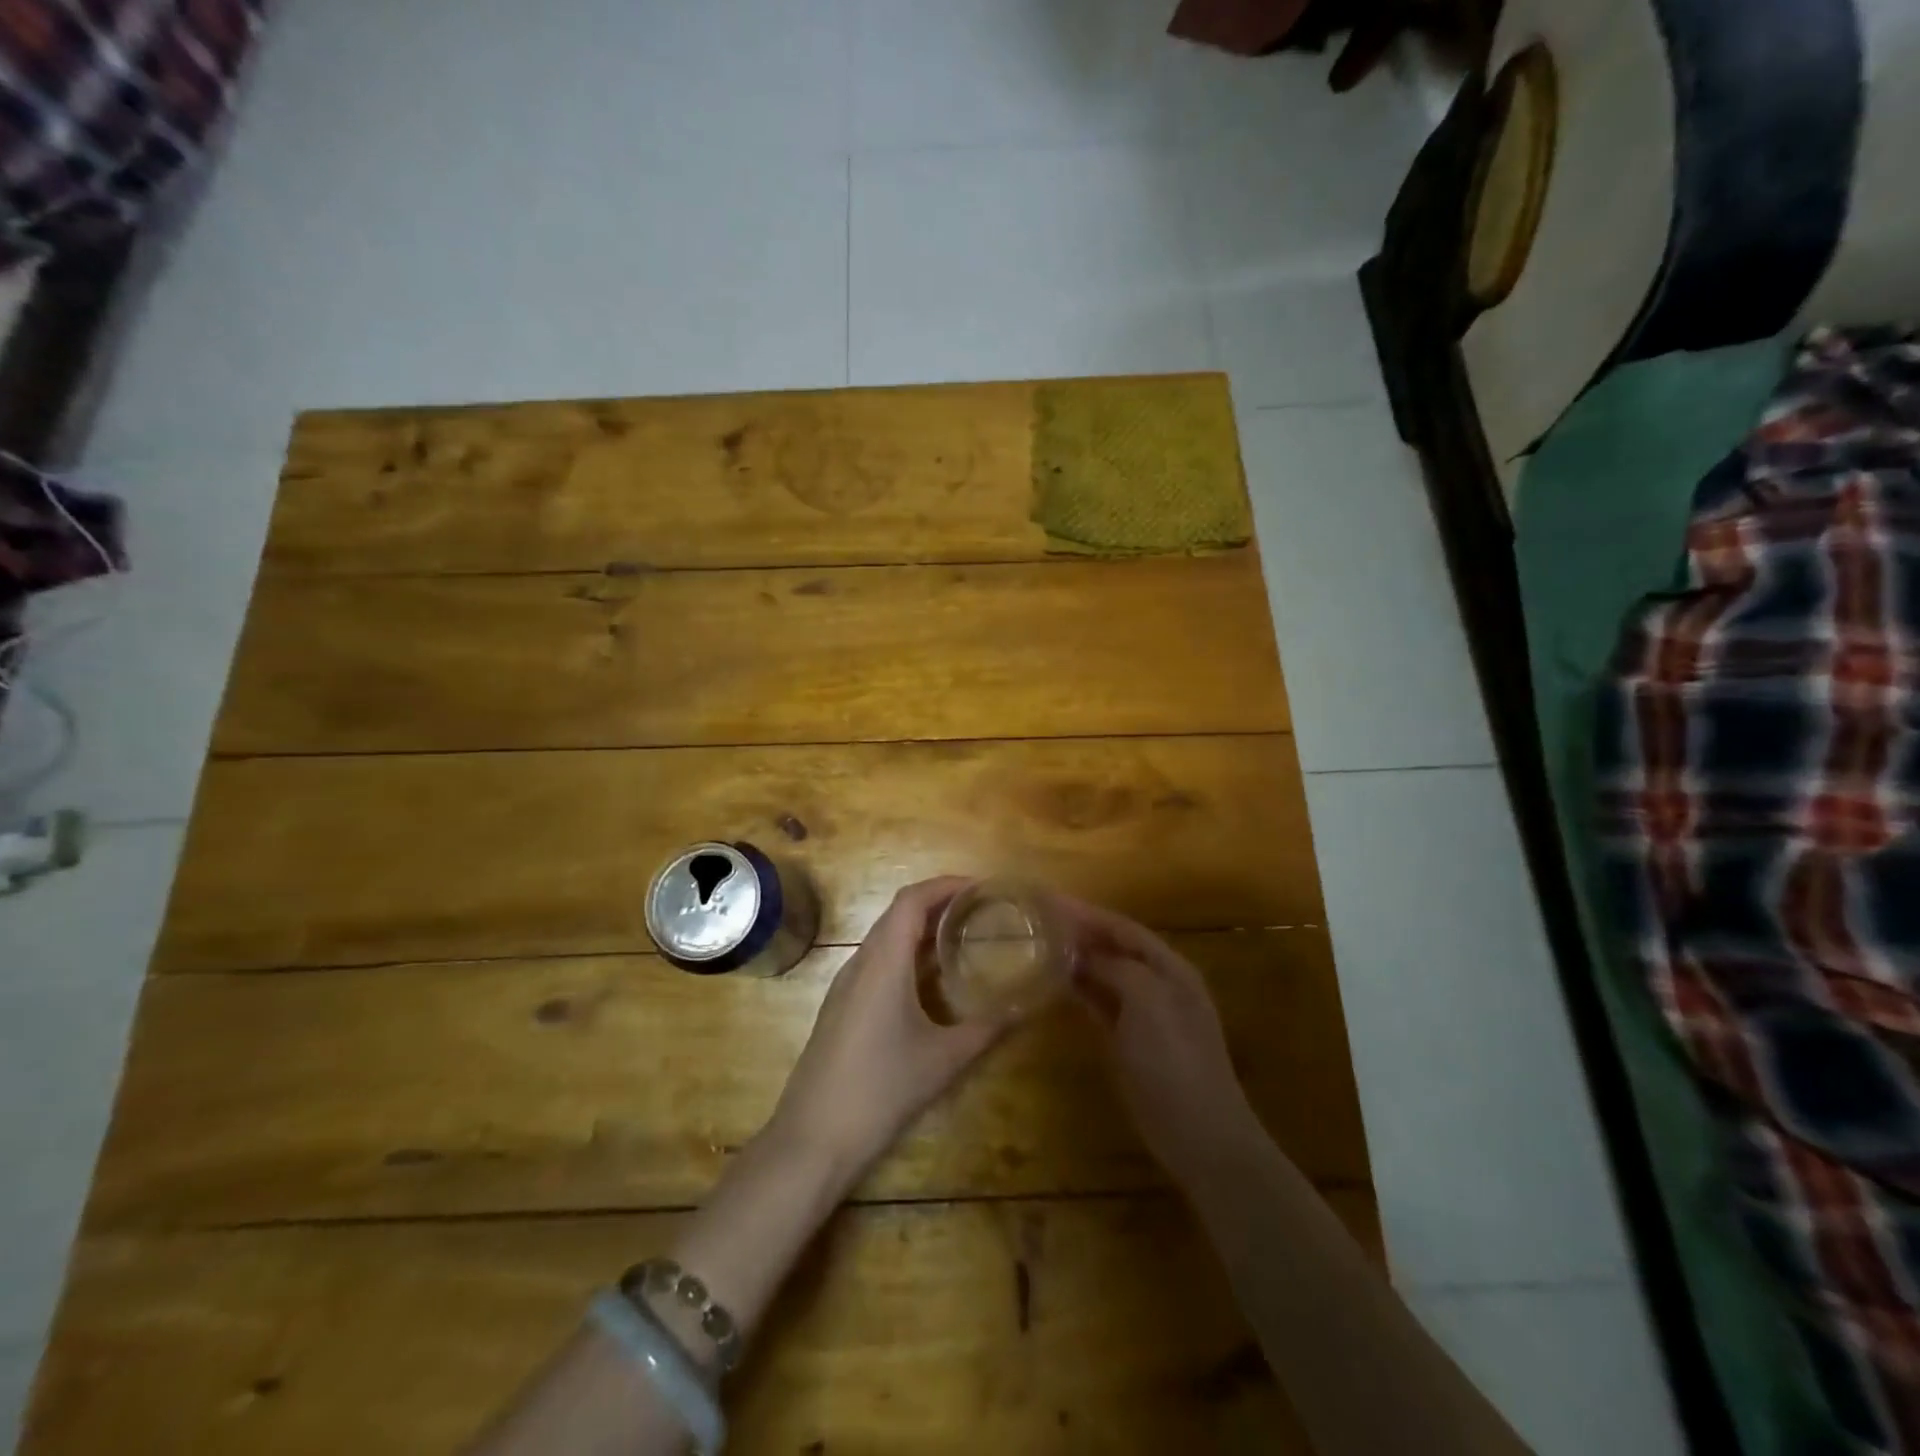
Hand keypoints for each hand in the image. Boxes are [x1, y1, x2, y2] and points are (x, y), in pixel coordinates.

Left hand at [766, 877, 1007, 1184]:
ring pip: (885, 938)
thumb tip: (1024, 1007)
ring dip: (921, 929)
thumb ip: (986, 1029)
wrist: (812, 1139)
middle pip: (898, 913)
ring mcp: (845, 985)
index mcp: (883, 961)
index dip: (945, 884)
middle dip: (938, 903)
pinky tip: (930, 980)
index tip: (981, 887)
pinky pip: (876, 962)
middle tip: (981, 910)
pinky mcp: (841, 1007)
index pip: (912, 899)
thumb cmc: (881, 1090)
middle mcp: (860, 962)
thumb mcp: (943, 1060)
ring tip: (962, 937)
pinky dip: (906, 954)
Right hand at [1064, 899, 1259, 1187]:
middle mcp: (1159, 984)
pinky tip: (1056, 984)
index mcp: (1170, 968)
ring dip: (1078, 960)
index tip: (1049, 901)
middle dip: (1081, 932)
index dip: (1088, 913)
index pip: (1123, 928)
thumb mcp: (1147, 1002)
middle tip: (1038, 921)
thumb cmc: (1175, 1061)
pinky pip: (1101, 1004)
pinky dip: (1080, 990)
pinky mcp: (1131, 1042)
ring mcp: (1146, 1015)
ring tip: (1040, 945)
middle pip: (1115, 948)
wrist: (1200, 1134)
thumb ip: (1116, 968)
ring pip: (1106, 975)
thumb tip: (1084, 954)